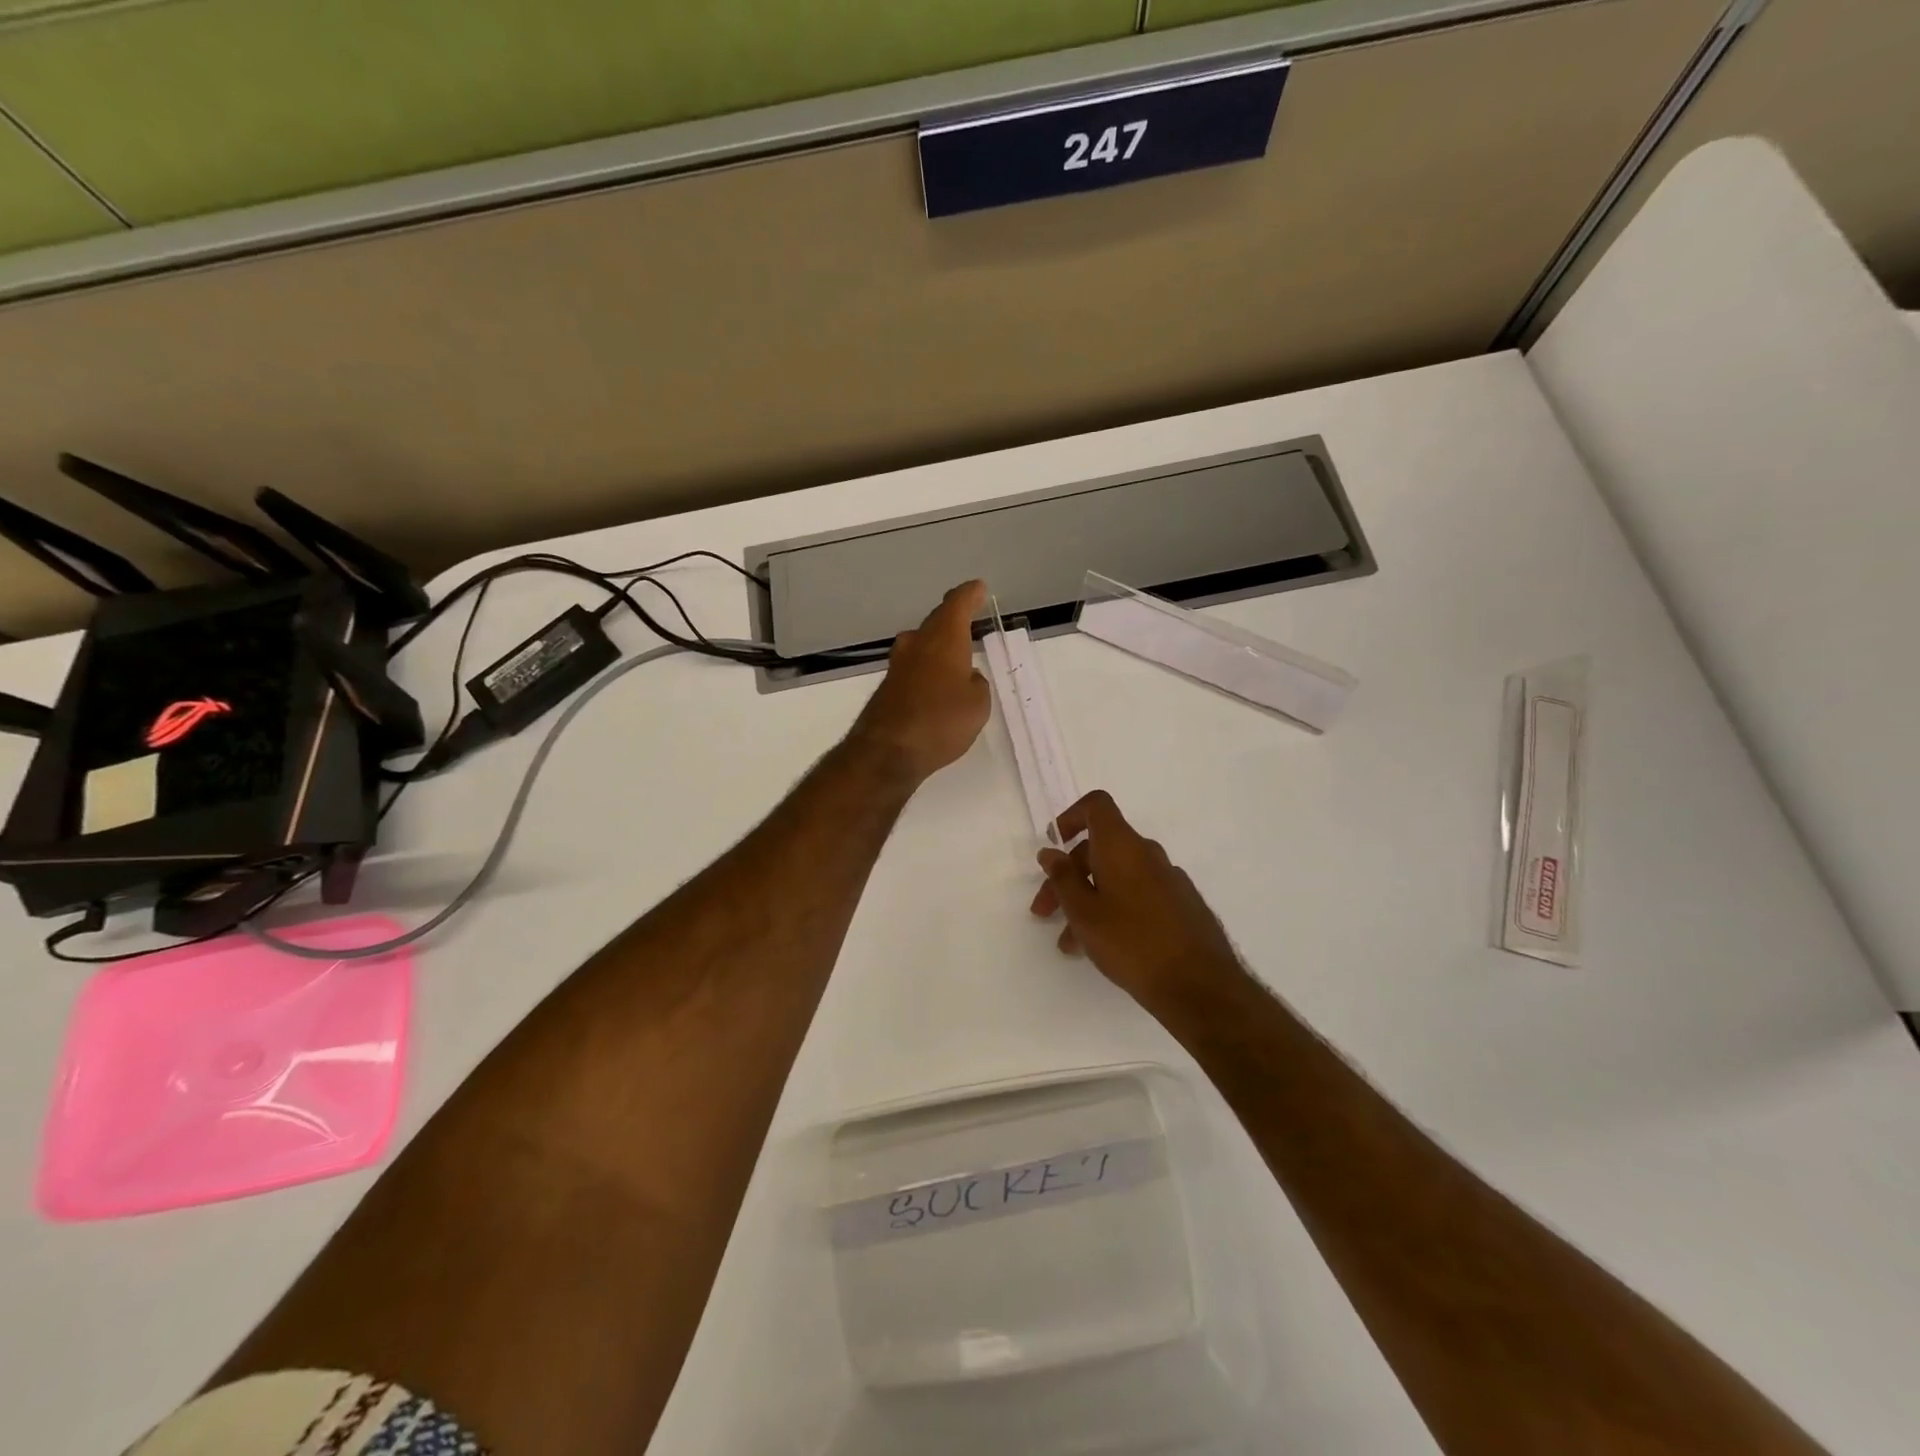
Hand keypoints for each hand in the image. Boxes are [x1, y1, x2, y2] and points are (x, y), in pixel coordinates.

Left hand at [848, 580, 990, 786]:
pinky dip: (927, 668)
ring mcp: (898, 664)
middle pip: (936, 621)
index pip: (957, 604)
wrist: (887, 751)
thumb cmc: (941, 721)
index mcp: (944, 638)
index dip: (970, 595)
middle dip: (953, 619)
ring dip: (938, 644)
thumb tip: (966, 678)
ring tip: (956, 652)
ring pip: (922, 644)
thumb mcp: (977, 704)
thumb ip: (976, 684)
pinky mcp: (888, 686)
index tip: (979, 589)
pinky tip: (936, 683)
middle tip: (969, 618)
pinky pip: (914, 667)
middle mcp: (917, 643)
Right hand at [1029, 790, 1244, 1005]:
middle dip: (1068, 876)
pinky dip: (1113, 910)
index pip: (1097, 806)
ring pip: (1116, 877)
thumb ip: (1063, 878)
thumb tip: (1050, 852)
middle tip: (1045, 911)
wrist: (1199, 985)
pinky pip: (1137, 895)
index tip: (1054, 847)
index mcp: (1122, 846)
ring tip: (1070, 942)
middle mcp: (1147, 854)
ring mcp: (1168, 879)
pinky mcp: (1180, 905)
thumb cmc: (1131, 942)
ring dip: (1087, 900)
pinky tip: (1102, 947)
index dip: (1071, 817)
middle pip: (1100, 849)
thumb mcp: (1084, 912)